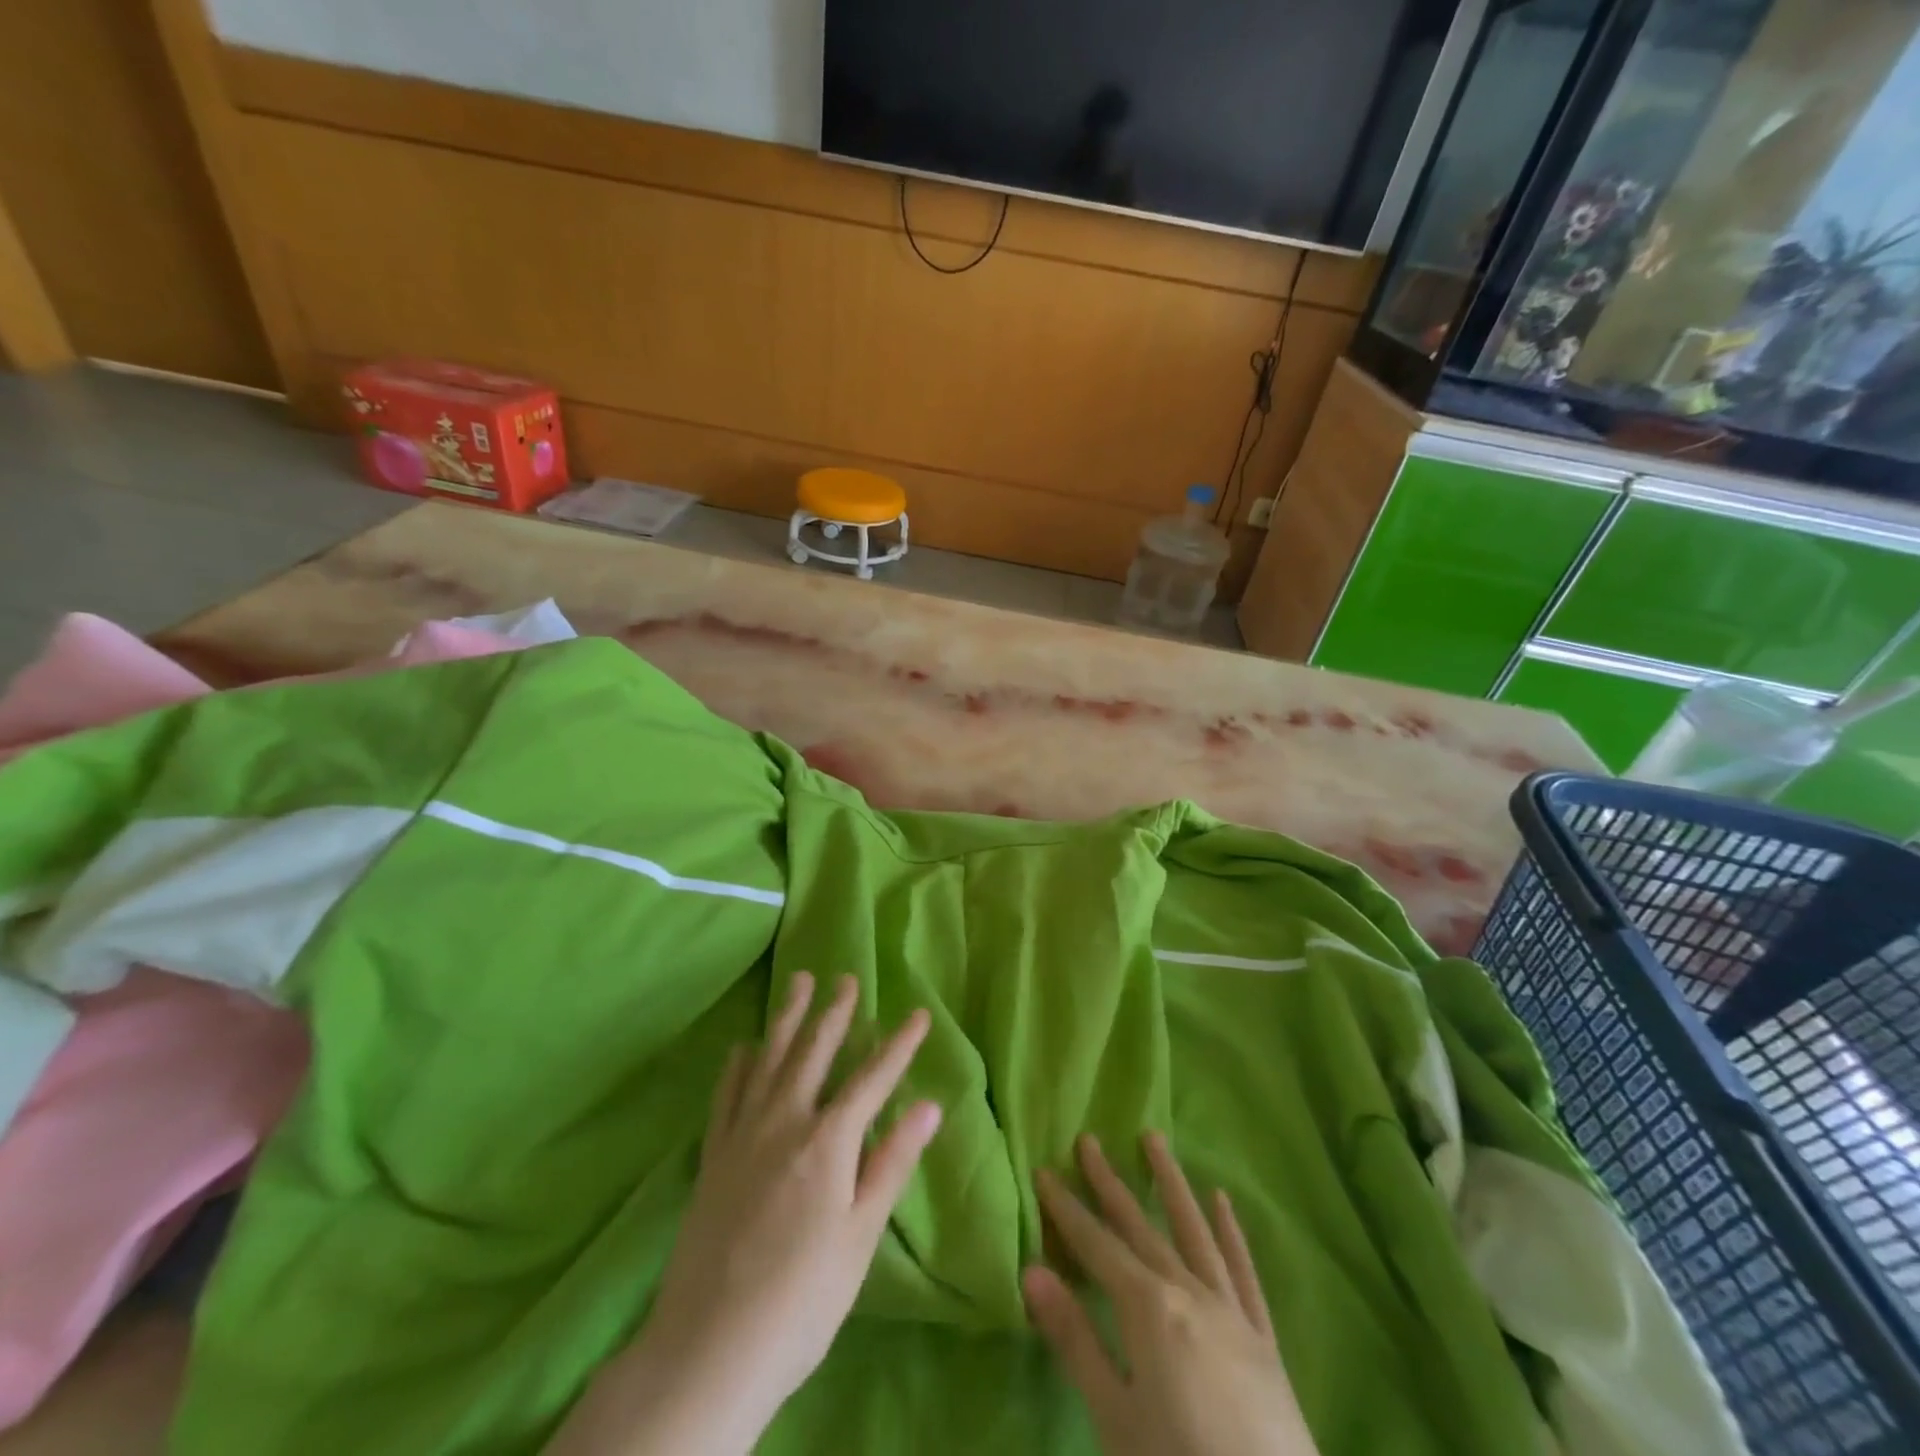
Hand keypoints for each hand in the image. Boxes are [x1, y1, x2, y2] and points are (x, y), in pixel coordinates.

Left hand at [547, 972, 939, 1455]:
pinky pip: (727, 1096)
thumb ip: (891, 1163)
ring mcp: (743, 1136)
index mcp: (828, 1142)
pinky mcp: (713, 1157)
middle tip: (846, 977)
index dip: (898, 1045)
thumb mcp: (860, 1236)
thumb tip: (928, 1104)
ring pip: (769, 1060)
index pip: (872, 1079)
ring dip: (787, 1019)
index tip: (918, 1014)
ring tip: (799, 984)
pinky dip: (737, 1066)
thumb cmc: (802, 1299)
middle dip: (834, 1013)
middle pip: (814, 1053)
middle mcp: (784, 1122)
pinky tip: (743, 1048)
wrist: (708, 1349)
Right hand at [1025, 1133, 1319, 1455]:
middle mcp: (1188, 1292)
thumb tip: (1031, 1270)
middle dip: (1109, 1183)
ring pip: (1194, 1231)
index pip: (1096, 1245)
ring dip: (1171, 1183)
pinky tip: (1223, 1201)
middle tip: (1089, 1140)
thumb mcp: (1115, 1419)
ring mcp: (1230, 1311)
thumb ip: (1074, 1340)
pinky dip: (1230, 1232)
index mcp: (1148, 1308)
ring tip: (1154, 1139)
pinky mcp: (1262, 1338)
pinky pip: (1243, 1272)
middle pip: (1140, 1227)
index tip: (1044, 1170)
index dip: (1067, 1208)